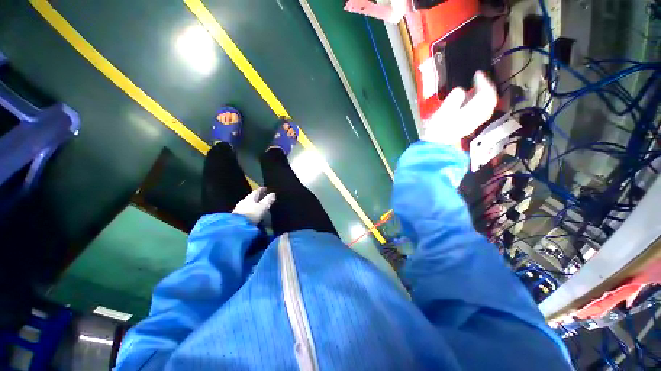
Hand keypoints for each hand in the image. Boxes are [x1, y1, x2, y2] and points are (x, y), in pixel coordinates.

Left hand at [232, 187, 275, 223]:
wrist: (237, 226)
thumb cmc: (252, 214)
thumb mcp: (263, 207)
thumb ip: (268, 200)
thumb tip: (273, 193)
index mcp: (250, 198)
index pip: (256, 191)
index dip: (261, 190)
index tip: (265, 188)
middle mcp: (243, 201)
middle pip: (251, 197)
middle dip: (257, 196)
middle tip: (263, 196)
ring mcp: (239, 209)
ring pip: (248, 203)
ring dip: (253, 203)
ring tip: (258, 204)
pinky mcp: (237, 216)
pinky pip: (245, 210)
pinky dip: (250, 209)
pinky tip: (252, 212)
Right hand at [421, 71, 497, 146]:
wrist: (436, 145)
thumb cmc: (436, 129)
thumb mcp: (441, 113)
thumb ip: (453, 100)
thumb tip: (460, 90)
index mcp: (471, 113)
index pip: (485, 95)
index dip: (483, 82)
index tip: (476, 73)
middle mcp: (476, 117)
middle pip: (490, 100)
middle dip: (487, 87)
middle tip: (479, 78)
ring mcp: (474, 122)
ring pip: (487, 106)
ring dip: (484, 94)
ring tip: (476, 87)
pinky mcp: (469, 125)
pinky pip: (482, 111)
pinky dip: (480, 102)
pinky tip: (472, 100)